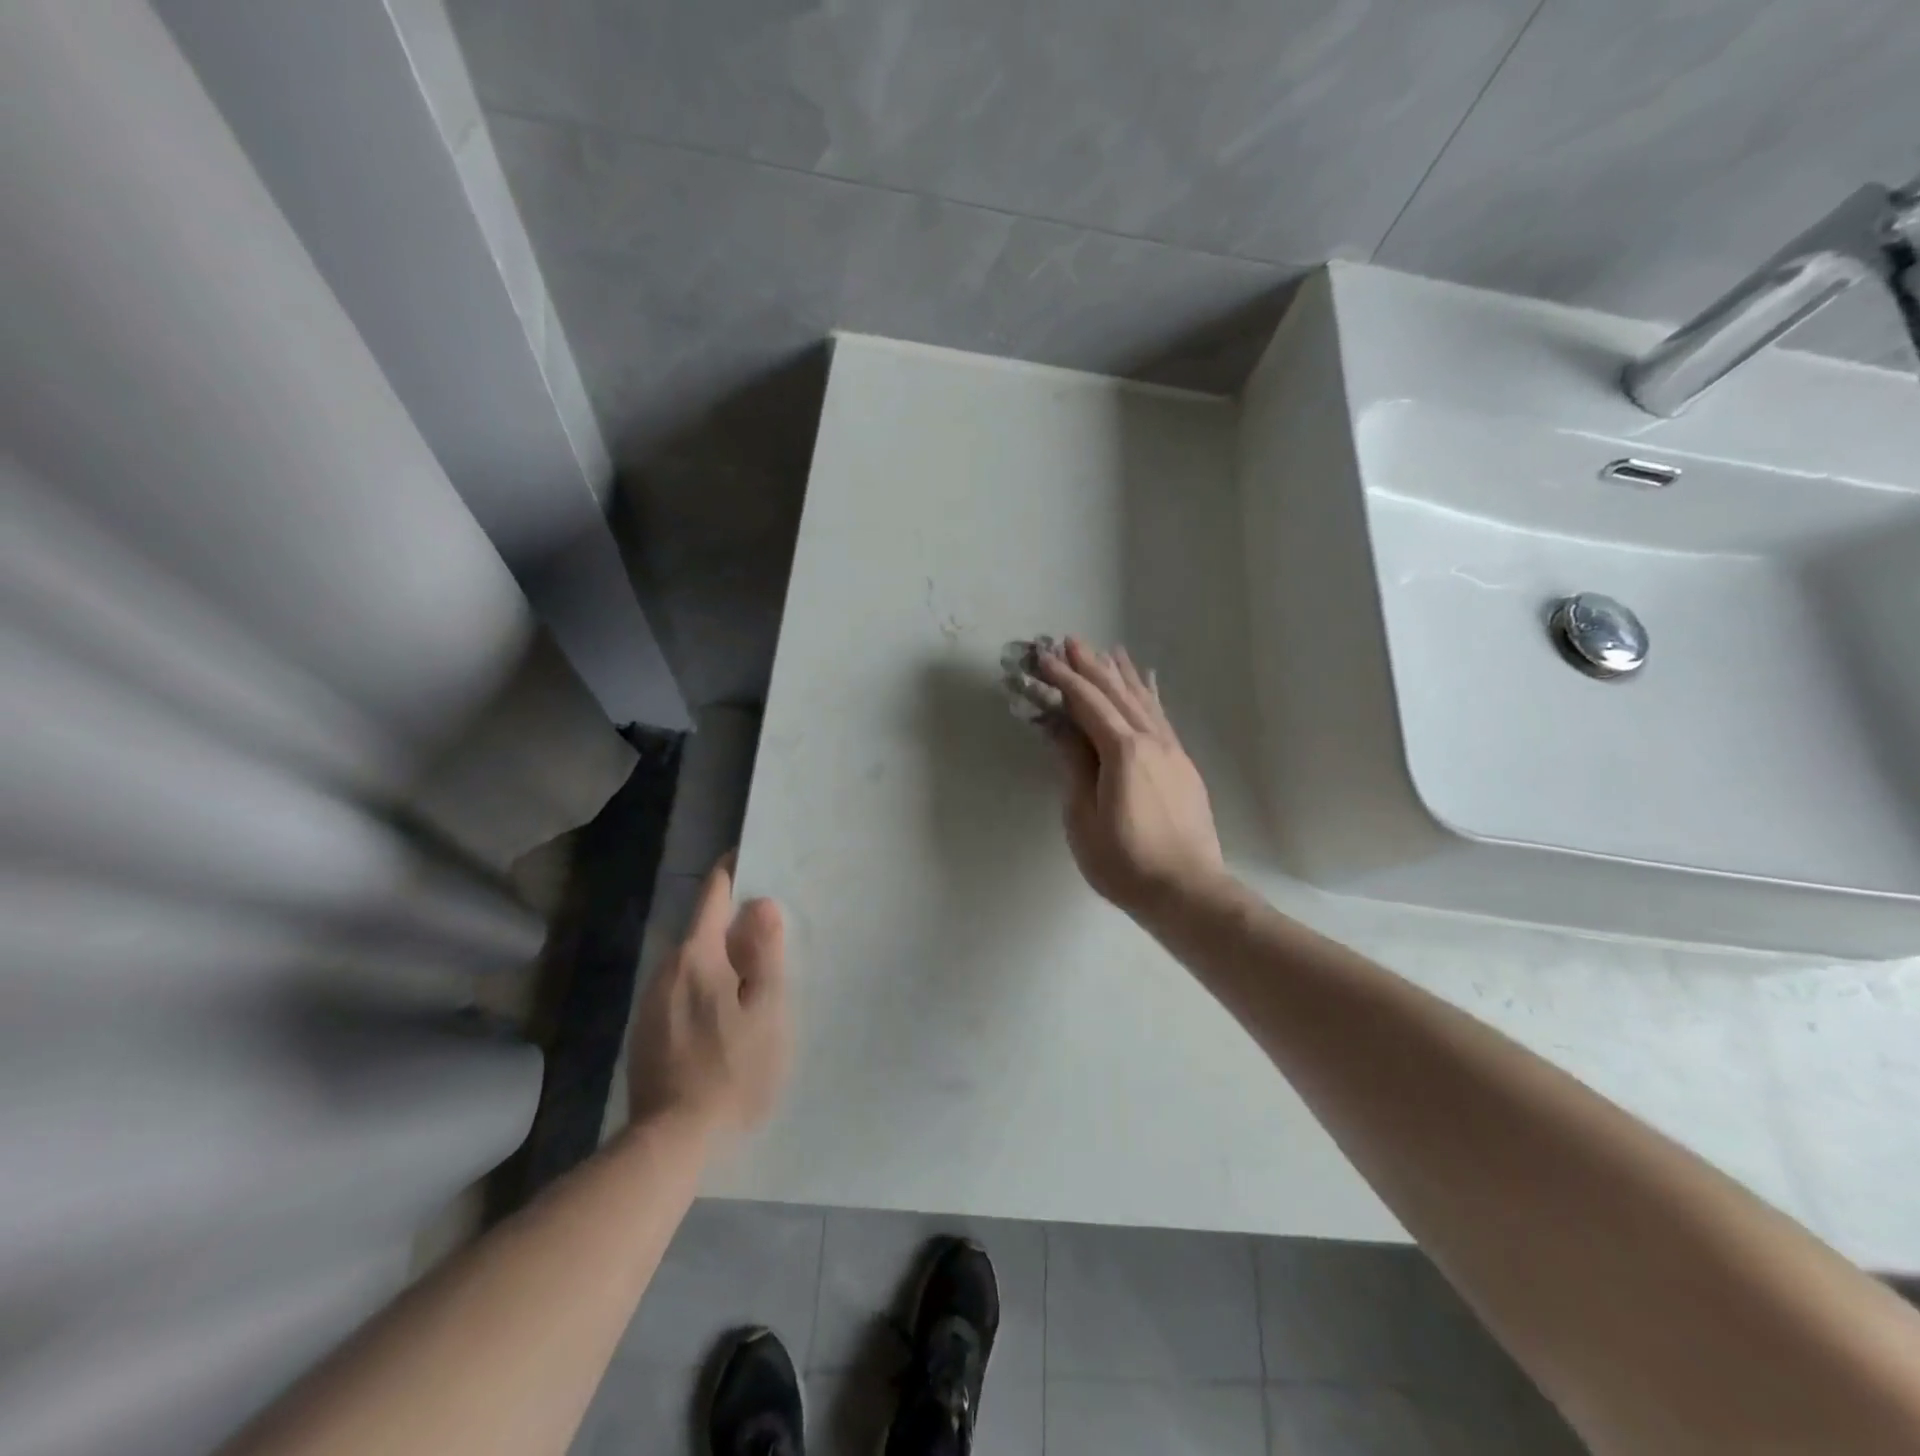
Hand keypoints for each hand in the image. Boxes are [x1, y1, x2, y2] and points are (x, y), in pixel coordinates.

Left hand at [626, 855, 789, 1138]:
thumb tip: (761, 904)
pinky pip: (681, 989)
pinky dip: (706, 984)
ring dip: (720, 956)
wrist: (672, 1139)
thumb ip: (765, 953)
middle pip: (702, 928)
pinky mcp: (646, 1032)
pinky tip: (725, 1011)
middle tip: (769, 927)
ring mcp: (651, 1003)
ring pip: (692, 962)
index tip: (750, 857)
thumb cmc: (732, 1069)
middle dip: (732, 921)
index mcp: (696, 957)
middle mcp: (666, 970)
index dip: (732, 871)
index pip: (712, 895)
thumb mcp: (766, 1009)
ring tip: (753, 971)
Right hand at [1036, 637, 1226, 917]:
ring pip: (1143, 700)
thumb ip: (1074, 767)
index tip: (1042, 658)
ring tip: (1107, 650)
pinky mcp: (1183, 765)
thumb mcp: (1083, 818)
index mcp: (1122, 752)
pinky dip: (1149, 695)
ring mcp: (1172, 751)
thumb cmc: (1124, 862)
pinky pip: (1161, 717)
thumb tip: (1061, 729)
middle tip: (1069, 641)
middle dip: (1091, 666)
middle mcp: (1151, 741)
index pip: (1088, 704)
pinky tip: (1147, 683)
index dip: (1064, 679)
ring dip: (1121, 674)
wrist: (1186, 891)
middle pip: (1116, 693)